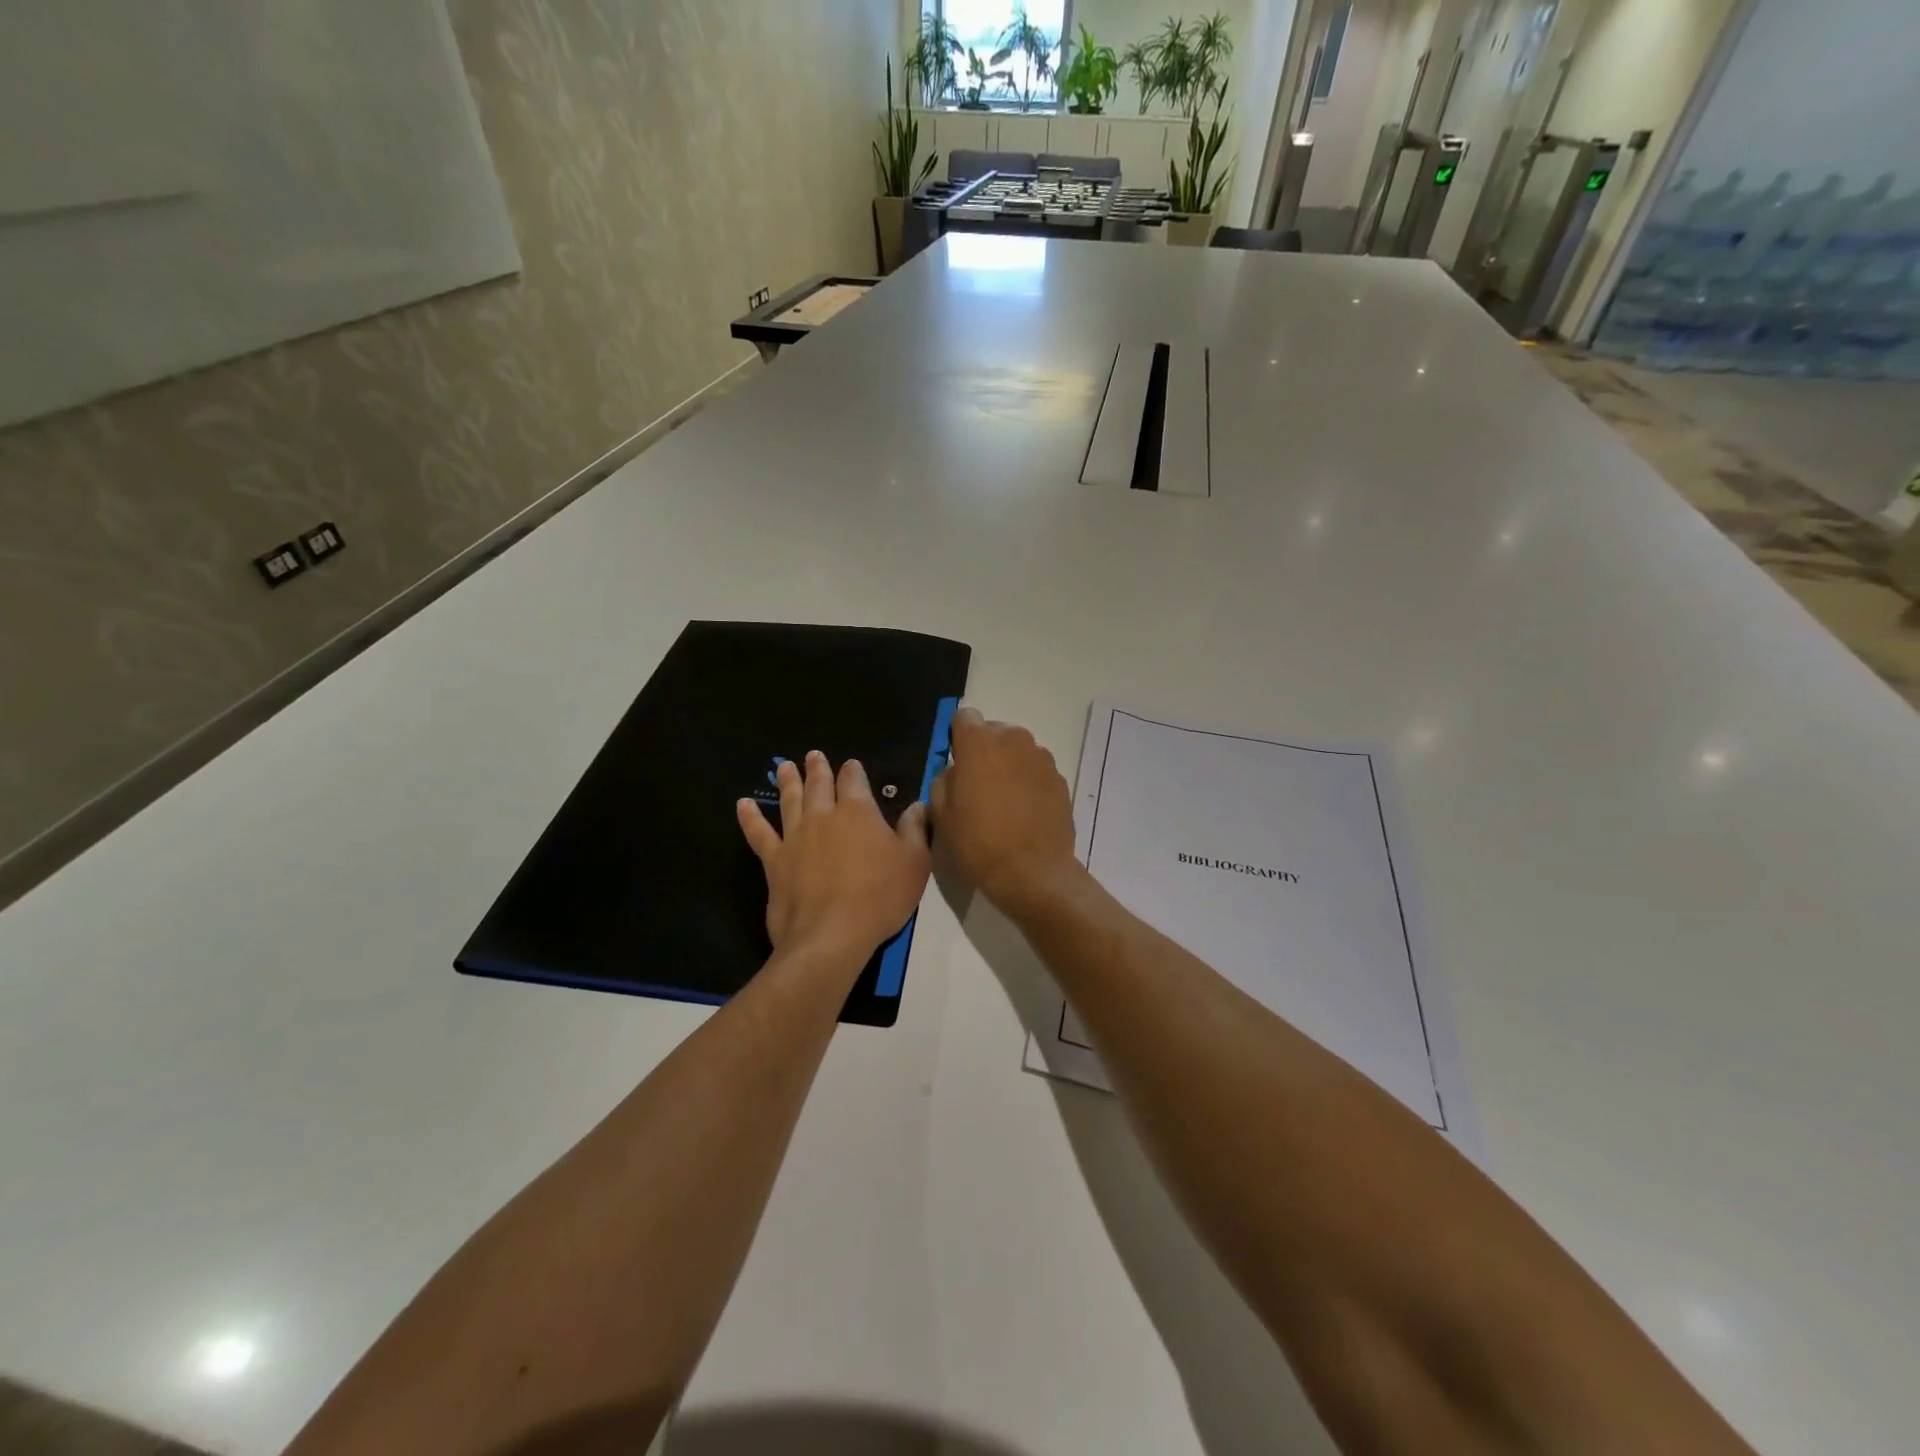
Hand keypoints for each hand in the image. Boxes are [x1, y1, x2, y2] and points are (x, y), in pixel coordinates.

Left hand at [737, 750, 930, 961]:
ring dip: (788, 781)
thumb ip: (914, 830)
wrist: (831, 934)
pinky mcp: (774, 861)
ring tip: (785, 767)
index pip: (854, 781)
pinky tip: (743, 805)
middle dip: (818, 768)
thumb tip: (918, 805)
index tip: (852, 765)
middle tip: (813, 756)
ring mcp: (795, 837)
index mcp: (858, 812)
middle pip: (819, 785)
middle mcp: (823, 816)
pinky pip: (759, 833)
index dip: (853, 771)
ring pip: (789, 800)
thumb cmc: (880, 897)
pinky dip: (750, 817)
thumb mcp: (914, 863)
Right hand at [929, 708, 1079, 911]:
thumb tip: (956, 772)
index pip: (964, 717)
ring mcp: (1041, 758)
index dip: (957, 737)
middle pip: (994, 732)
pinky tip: (1024, 812)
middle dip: (985, 750)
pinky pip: (1036, 770)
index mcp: (979, 743)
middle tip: (978, 786)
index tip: (956, 762)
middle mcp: (1014, 740)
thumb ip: (943, 781)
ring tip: (1003, 801)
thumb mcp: (941, 814)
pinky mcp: (1060, 778)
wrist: (1033, 873)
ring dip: (1008, 765)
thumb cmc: (978, 842)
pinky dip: (1028, 782)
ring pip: (1017, 750)